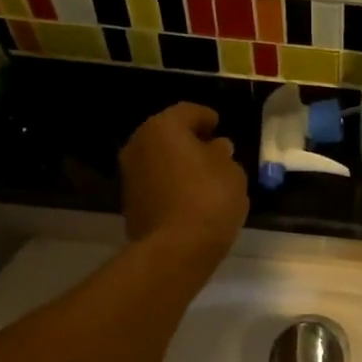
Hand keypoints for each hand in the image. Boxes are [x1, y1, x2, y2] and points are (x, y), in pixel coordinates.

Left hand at [119, 103, 248, 261]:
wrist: (175, 249)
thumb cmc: (209, 199)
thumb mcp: (231, 172)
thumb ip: (223, 155)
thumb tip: (215, 148)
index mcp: (163, 128)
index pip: (188, 112)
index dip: (206, 117)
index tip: (219, 125)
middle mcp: (139, 145)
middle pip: (168, 135)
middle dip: (190, 140)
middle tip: (213, 150)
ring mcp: (130, 175)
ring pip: (159, 159)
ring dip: (178, 163)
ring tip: (203, 176)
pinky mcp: (129, 202)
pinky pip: (155, 183)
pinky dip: (170, 184)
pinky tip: (189, 196)